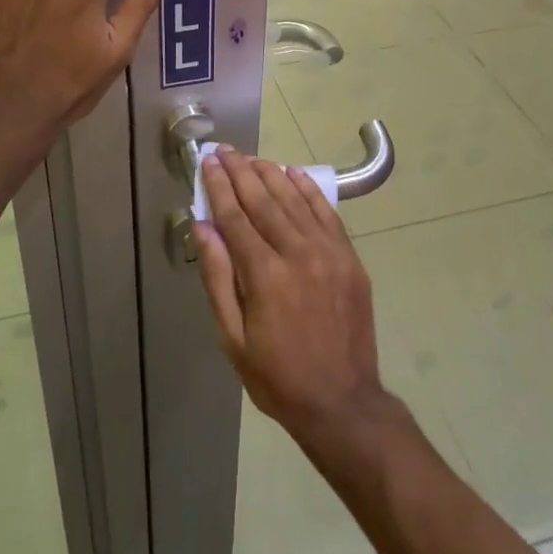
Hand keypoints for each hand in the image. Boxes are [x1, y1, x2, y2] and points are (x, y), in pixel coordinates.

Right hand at [195, 148, 399, 451]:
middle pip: (263, 200)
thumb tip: (203, 228)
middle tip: (225, 150)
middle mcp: (297, 253)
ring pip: (294, 200)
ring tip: (252, 158)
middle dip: (241, 172)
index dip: (219, 187)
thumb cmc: (278, 377)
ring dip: (270, 174)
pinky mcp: (349, 257)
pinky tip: (293, 173)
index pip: (235, 217)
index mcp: (264, 275)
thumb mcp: (233, 339)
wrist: (343, 403)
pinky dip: (308, 189)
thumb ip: (217, 279)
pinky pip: (326, 212)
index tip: (208, 163)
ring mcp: (328, 252)